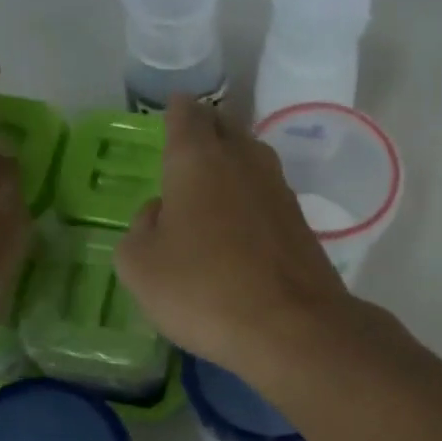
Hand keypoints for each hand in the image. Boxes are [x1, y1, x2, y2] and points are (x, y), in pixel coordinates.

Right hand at [116, 96, 351, 380]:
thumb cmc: (202, 290)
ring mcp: (280, 191)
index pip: (186, 113)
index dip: (176, 112)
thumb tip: (160, 213)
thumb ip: (140, 230)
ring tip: (210, 188)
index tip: (170, 116)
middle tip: (187, 148)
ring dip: (231, 166)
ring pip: (251, 161)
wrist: (291, 328)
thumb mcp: (140, 267)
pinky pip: (268, 198)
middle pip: (225, 128)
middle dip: (206, 131)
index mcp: (197, 159)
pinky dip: (251, 203)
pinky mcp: (302, 225)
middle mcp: (244, 161)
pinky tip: (240, 229)